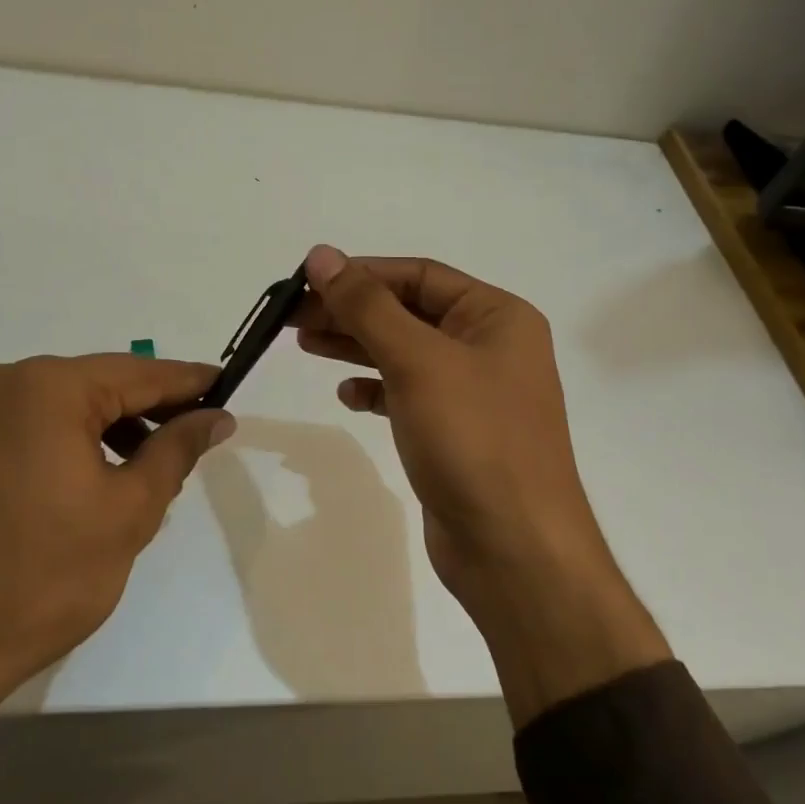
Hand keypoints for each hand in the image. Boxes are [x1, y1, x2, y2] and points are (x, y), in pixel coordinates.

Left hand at [0, 354, 231, 803]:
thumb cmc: (46, 575)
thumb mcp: (130, 510)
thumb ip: (177, 450)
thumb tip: (217, 416)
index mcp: (48, 388)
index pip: (139, 374)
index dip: (190, 382)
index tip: (229, 387)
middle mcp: (10, 384)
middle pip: (105, 384)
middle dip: (155, 408)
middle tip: (203, 431)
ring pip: (75, 406)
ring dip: (120, 428)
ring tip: (160, 465)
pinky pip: (44, 426)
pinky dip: (83, 442)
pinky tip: (110, 475)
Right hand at [295, 246, 669, 722]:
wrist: (513, 548)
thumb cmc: (472, 439)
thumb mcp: (417, 361)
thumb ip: (367, 306)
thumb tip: (322, 254)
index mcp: (497, 317)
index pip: (419, 275)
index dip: (361, 273)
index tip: (305, 279)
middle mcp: (490, 347)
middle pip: (408, 312)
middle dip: (351, 310)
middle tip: (291, 317)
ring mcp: (474, 393)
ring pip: (404, 353)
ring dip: (356, 345)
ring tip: (304, 343)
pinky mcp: (455, 433)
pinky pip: (408, 395)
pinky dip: (376, 390)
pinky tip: (347, 396)